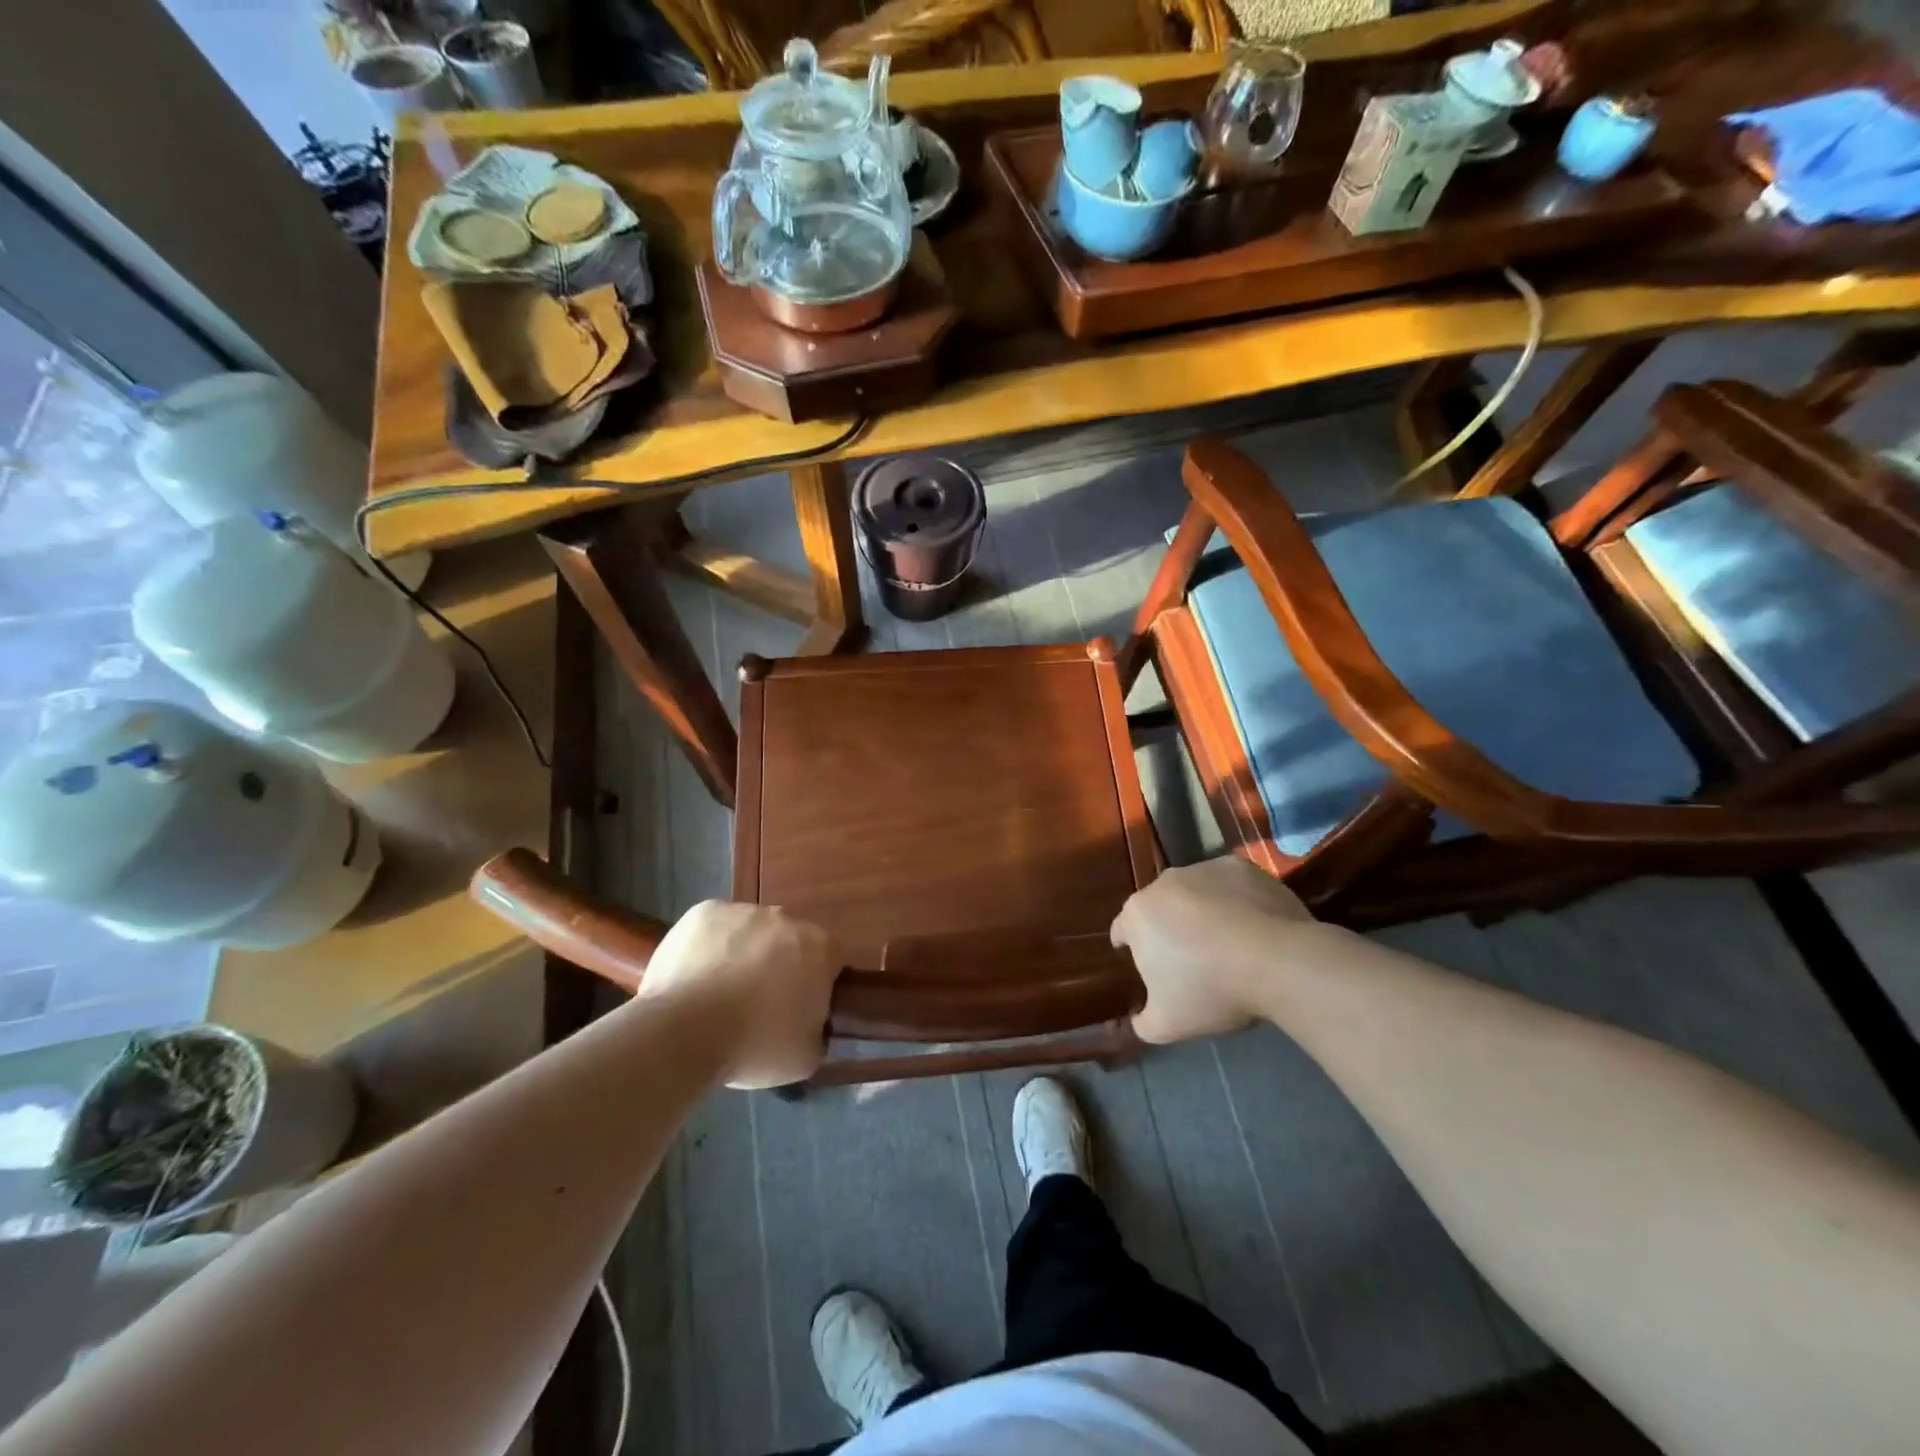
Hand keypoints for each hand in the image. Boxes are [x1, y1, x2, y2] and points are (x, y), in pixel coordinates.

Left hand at [638, 901, 840, 1088]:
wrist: (684, 1032)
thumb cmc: (754, 1045)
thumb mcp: (805, 1057)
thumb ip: (818, 1032)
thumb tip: (810, 1025)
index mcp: (819, 948)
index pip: (830, 959)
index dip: (816, 983)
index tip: (799, 1009)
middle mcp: (786, 919)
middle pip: (789, 940)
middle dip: (779, 964)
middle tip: (759, 1003)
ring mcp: (743, 911)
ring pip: (750, 931)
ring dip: (743, 953)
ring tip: (719, 993)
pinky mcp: (704, 912)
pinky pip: (714, 928)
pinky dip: (710, 946)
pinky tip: (696, 977)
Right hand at [1111, 856, 1314, 1044]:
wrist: (1278, 960)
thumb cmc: (1211, 989)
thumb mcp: (1167, 1025)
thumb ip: (1142, 1023)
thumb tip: (1137, 1019)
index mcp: (1137, 915)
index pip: (1122, 931)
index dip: (1133, 951)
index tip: (1152, 970)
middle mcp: (1163, 882)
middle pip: (1158, 909)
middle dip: (1168, 930)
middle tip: (1192, 962)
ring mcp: (1203, 869)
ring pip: (1193, 893)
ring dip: (1201, 913)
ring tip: (1228, 945)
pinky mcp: (1240, 867)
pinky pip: (1229, 886)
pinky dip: (1234, 901)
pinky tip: (1253, 928)